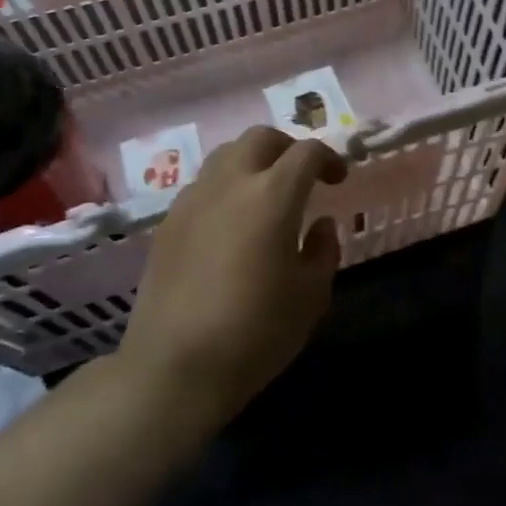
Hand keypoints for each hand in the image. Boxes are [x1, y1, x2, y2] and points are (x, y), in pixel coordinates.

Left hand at [116, 126, 346, 425]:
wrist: (174, 367)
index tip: (338, 179)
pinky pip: (202, 186)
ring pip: (225, 156)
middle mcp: (229, 184)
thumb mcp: (310, 296)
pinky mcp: (167, 223)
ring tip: (265, 196)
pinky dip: (225, 188)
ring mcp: (192, 200)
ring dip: (252, 163)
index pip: (306, 152)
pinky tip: (230, 225)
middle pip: (259, 138)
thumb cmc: (255, 332)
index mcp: (272, 196)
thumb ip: (323, 251)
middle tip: (302, 176)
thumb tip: (322, 224)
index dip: (328, 158)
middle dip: (287, 148)